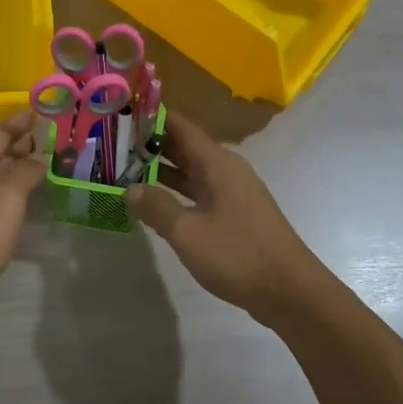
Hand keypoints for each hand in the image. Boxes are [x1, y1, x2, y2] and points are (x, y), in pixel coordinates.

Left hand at [0, 109, 47, 334]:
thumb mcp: (5, 199)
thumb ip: (25, 172)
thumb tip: (38, 155)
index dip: (21, 122)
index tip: (41, 110)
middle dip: (20, 145)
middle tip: (52, 137)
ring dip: (15, 169)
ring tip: (43, 164)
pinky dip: (8, 193)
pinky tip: (22, 200)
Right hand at [128, 114, 332, 323]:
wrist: (289, 291)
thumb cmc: (237, 254)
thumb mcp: (188, 232)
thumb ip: (157, 206)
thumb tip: (130, 188)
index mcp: (218, 163)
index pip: (181, 126)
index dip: (153, 117)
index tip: (122, 112)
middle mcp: (226, 170)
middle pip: (185, 147)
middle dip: (151, 144)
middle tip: (113, 143)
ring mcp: (233, 193)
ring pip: (191, 171)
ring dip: (161, 170)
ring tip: (124, 169)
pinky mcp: (235, 215)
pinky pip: (199, 192)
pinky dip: (176, 192)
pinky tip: (154, 202)